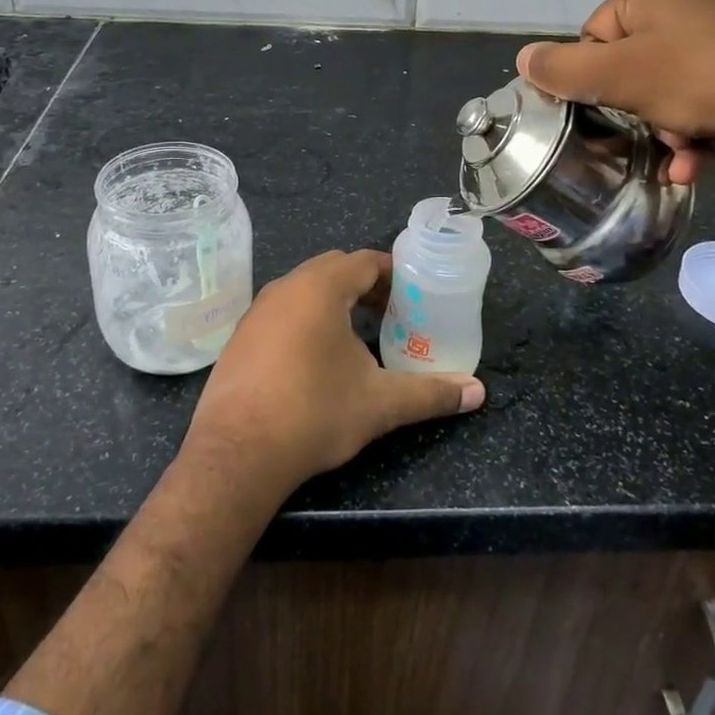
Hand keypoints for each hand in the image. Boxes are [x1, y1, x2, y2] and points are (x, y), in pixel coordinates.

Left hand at [183, 250, 483, 499]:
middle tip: (391, 314)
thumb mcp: (380, 403)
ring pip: (304, 289)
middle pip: (334, 269)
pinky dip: (306, 320)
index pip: (364, 261)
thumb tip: (477, 393)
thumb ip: (430, 393)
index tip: (414, 294)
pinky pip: (281, 312)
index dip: (393, 273)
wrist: (237, 453)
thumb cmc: (314, 413)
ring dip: (334, 302)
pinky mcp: (240, 337)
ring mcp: (257, 311)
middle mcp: (285, 288)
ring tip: (358, 336)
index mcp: (320, 288)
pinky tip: (316, 359)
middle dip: (366, 285)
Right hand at [516, 0, 714, 183]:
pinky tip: (706, 154)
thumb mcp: (619, 77)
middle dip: (642, 109)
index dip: (600, 80)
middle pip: (640, 58)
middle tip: (657, 139)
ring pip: (679, 76)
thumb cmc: (703, 79)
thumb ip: (563, 69)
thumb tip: (522, 58)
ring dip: (672, 123)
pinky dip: (706, 117)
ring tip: (685, 157)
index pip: (598, 34)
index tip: (616, 113)